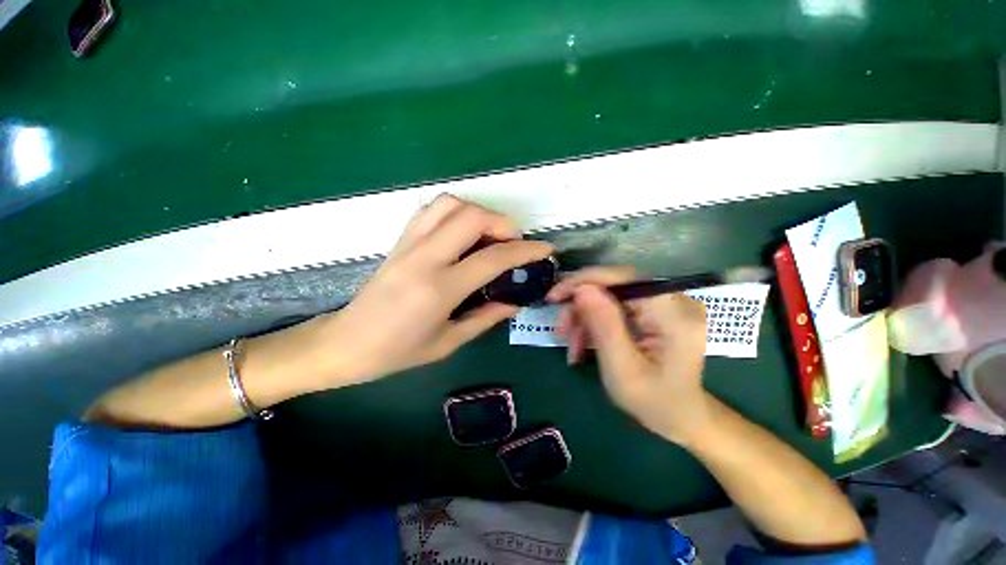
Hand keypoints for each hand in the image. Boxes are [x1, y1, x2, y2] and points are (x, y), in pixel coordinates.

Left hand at [307, 195, 552, 387]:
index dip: (526, 251)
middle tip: (513, 243)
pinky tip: (461, 232)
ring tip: (489, 235)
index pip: (493, 257)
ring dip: (478, 213)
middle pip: (472, 217)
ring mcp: (409, 244)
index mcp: (440, 289)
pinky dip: (454, 211)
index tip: (544, 249)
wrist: (345, 342)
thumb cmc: (397, 351)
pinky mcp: (399, 240)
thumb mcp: (448, 342)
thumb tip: (514, 303)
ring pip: (450, 204)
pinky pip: (431, 210)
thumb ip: (486, 317)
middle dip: (503, 223)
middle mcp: (425, 258)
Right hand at [547, 267, 710, 445]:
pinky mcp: (655, 310)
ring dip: (585, 319)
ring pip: (609, 296)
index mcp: (673, 313)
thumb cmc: (654, 401)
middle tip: (560, 330)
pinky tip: (583, 343)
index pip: (622, 278)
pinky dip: (596, 323)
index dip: (583, 281)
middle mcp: (673, 300)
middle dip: (581, 308)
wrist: (680, 417)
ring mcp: (665, 304)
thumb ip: (604, 325)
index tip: (554, 298)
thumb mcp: (622, 369)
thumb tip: (581, 288)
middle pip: (613, 287)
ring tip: (572, 346)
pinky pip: (615, 306)